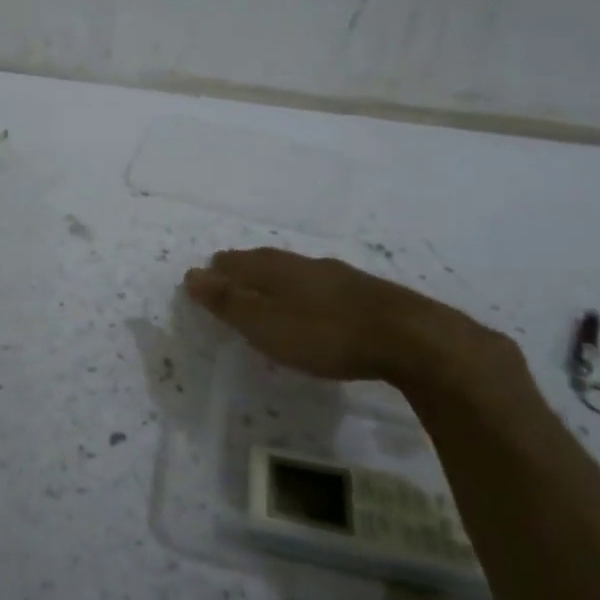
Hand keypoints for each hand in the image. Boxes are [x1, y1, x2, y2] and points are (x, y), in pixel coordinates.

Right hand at [183, 248, 523, 398]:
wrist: (408, 338)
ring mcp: (338, 276)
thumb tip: (192, 274)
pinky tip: (313, 306)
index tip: (205, 277)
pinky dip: (304, 293)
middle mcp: (305, 264)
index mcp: (276, 268)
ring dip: (275, 280)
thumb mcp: (266, 324)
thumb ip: (229, 302)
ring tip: (266, 292)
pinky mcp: (365, 294)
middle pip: (265, 262)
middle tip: (230, 279)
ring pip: (295, 273)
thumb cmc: (324, 333)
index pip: (237, 262)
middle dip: (245, 270)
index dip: (218, 271)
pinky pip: (320, 287)